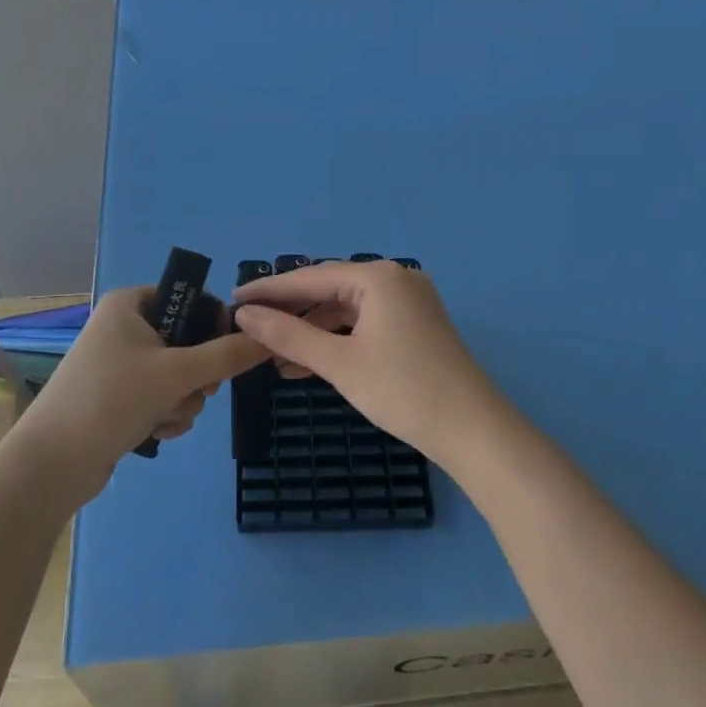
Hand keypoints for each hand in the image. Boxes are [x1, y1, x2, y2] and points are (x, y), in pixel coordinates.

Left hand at [9, 287, 269, 499]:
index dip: (215, 324)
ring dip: (184, 400)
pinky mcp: (118, 398)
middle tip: (199, 390)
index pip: (190, 298)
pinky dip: (167, 414)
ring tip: (167, 417)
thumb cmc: (112, 399)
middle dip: (198, 374)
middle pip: (188, 341)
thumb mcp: (177, 373)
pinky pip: (162, 396)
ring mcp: (120, 364)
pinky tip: (157, 431)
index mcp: (131, 303)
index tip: (229, 352)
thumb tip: (270, 338)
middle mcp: (125, 327)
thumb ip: (228, 355)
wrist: (52, 463)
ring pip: (179, 374)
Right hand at [230, 260, 504, 464]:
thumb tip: (244, 315)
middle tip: (250, 330)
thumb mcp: (338, 363)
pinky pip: (365, 324)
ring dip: (312, 332)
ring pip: (346, 310)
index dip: (270, 291)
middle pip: (329, 290)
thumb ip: (288, 335)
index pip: (311, 277)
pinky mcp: (415, 326)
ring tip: (275, 358)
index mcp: (378, 277)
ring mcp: (409, 302)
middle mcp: (396, 279)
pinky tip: (310, 364)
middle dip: (291, 314)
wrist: (472, 430)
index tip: (233, 301)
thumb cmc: (402, 390)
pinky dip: (337, 341)